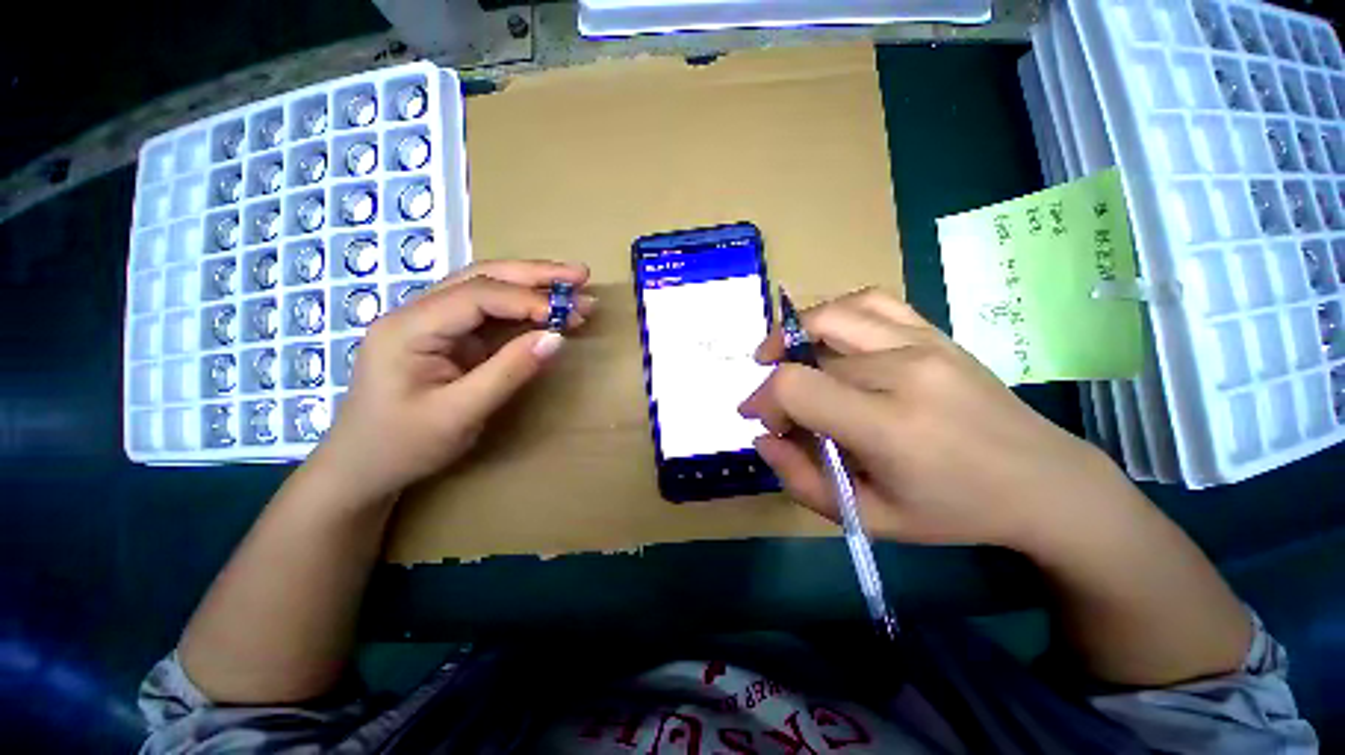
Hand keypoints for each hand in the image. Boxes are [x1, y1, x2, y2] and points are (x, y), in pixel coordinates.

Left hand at [315, 260, 593, 499]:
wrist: (362, 468)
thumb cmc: (402, 445)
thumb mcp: (459, 414)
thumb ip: (508, 372)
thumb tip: (556, 338)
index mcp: (409, 327)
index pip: (476, 295)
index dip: (526, 299)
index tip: (569, 313)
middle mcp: (418, 313)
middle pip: (482, 277)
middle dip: (535, 275)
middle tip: (581, 275)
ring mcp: (433, 323)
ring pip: (489, 289)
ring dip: (534, 288)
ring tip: (576, 289)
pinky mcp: (449, 337)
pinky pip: (491, 314)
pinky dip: (525, 310)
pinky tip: (551, 312)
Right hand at [739, 288, 1131, 551]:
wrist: (1043, 481)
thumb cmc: (953, 510)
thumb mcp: (870, 518)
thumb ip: (803, 481)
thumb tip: (763, 438)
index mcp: (890, 426)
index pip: (796, 386)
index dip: (763, 398)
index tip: (760, 419)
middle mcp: (904, 371)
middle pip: (809, 355)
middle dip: (778, 383)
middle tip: (781, 410)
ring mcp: (923, 343)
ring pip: (833, 315)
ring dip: (794, 334)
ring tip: (782, 356)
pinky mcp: (935, 332)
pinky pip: (871, 301)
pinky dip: (834, 313)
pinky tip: (826, 336)